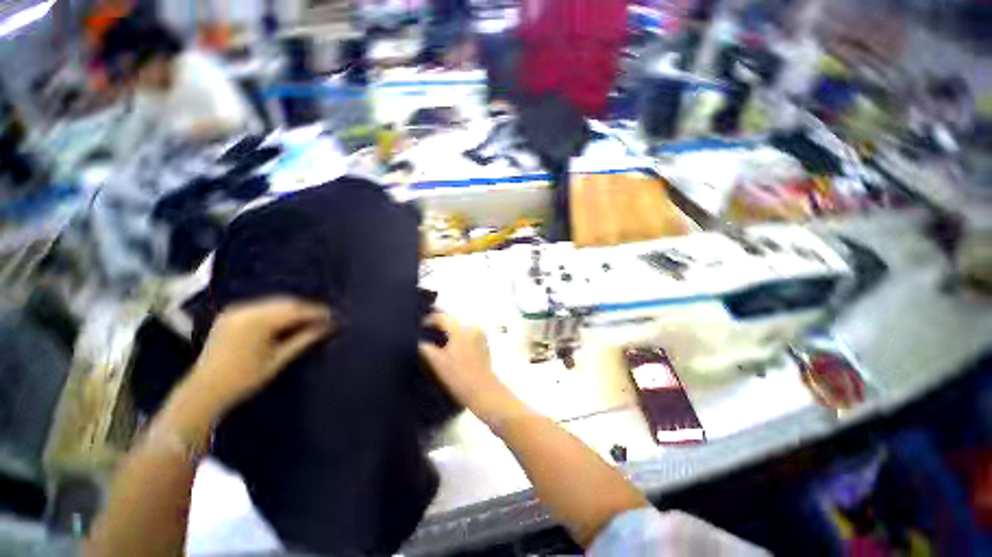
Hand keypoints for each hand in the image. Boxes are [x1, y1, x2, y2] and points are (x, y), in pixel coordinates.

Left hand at [190, 298, 332, 412]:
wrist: (203, 390)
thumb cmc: (243, 379)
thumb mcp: (278, 360)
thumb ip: (303, 340)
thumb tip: (327, 327)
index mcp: (257, 322)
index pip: (295, 310)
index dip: (316, 312)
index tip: (333, 316)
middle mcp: (245, 310)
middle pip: (285, 303)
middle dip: (306, 309)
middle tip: (324, 317)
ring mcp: (236, 311)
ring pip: (273, 303)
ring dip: (293, 309)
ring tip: (308, 319)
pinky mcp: (230, 315)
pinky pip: (260, 307)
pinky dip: (276, 311)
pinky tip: (286, 320)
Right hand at [419, 313, 525, 427]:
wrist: (482, 390)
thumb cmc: (459, 376)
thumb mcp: (437, 363)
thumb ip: (425, 348)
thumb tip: (420, 342)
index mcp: (461, 329)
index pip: (443, 318)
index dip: (429, 319)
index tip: (421, 324)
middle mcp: (472, 328)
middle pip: (453, 320)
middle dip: (441, 324)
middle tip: (429, 329)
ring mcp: (480, 335)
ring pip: (461, 327)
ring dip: (450, 330)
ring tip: (439, 338)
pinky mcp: (484, 343)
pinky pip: (468, 334)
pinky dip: (459, 336)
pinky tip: (453, 346)